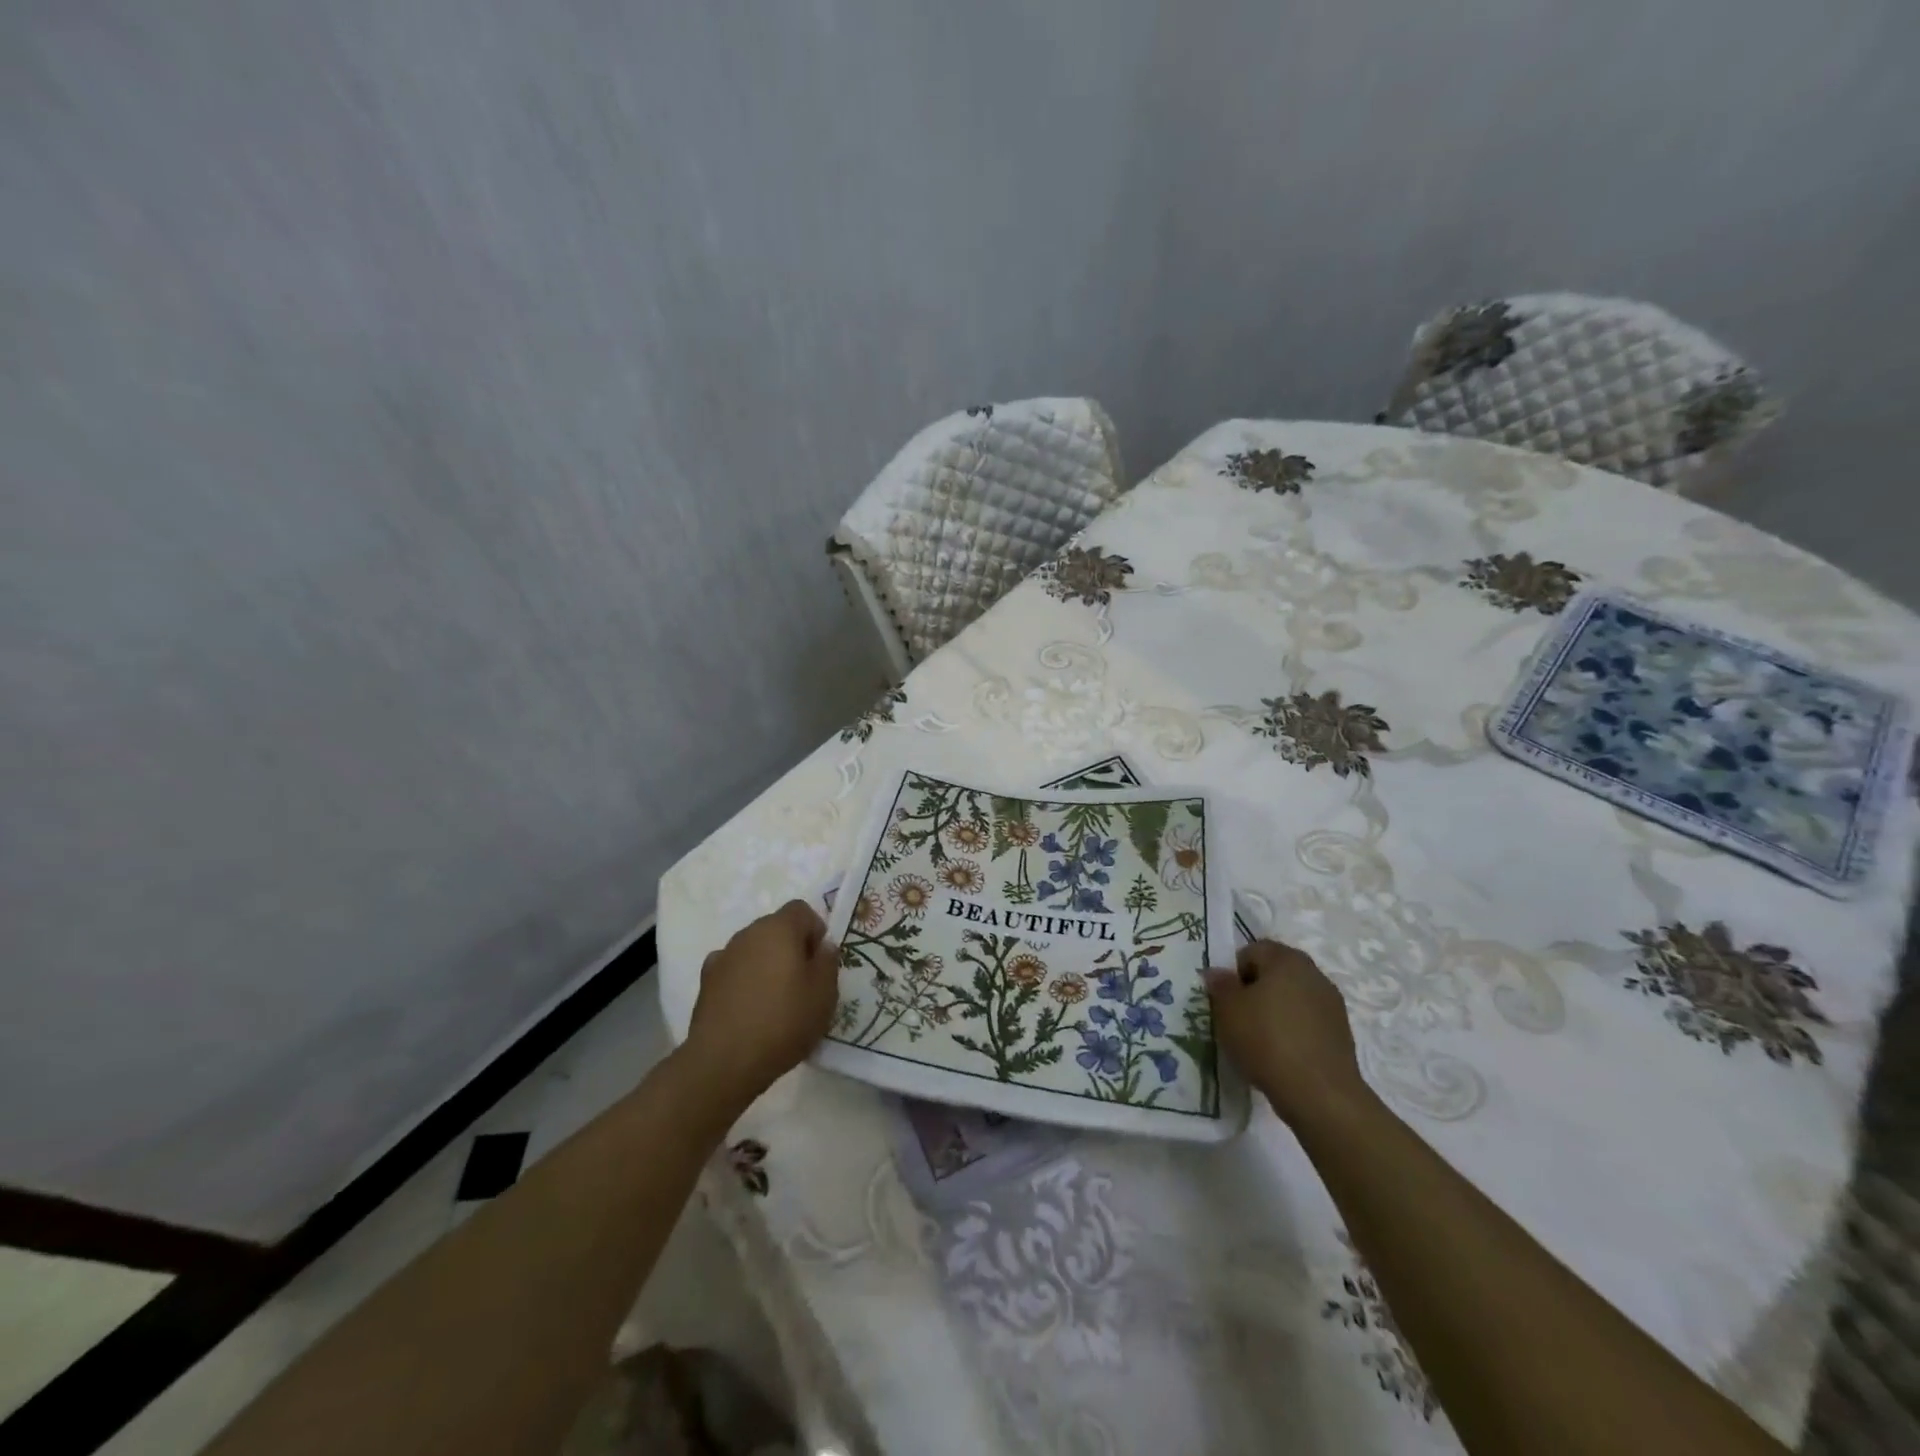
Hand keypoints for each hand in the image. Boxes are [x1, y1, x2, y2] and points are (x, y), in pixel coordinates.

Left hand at [683, 900, 838, 1105]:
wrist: (724, 1061)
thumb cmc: (783, 1021)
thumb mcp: (824, 994)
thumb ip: (828, 962)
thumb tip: (822, 946)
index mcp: (779, 928)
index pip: (801, 909)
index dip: (815, 930)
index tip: (819, 962)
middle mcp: (748, 933)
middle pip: (776, 927)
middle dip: (791, 947)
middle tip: (802, 983)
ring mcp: (723, 956)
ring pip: (753, 949)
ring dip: (766, 964)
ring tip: (775, 1000)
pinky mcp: (705, 982)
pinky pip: (733, 970)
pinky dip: (743, 980)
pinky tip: (748, 1008)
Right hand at [1206, 939, 1368, 1125]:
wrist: (1320, 1093)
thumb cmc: (1266, 1040)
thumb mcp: (1227, 1010)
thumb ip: (1220, 985)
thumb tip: (1217, 973)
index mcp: (1286, 959)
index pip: (1252, 950)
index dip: (1234, 972)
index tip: (1226, 1000)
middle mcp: (1313, 973)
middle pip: (1275, 973)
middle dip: (1255, 990)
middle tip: (1239, 1018)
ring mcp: (1331, 1004)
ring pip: (1292, 998)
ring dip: (1275, 1011)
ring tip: (1259, 1040)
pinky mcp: (1341, 1033)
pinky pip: (1307, 1022)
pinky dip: (1293, 1031)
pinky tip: (1281, 1054)